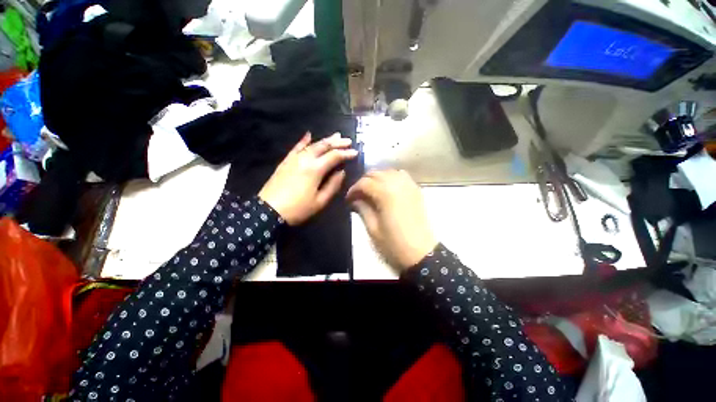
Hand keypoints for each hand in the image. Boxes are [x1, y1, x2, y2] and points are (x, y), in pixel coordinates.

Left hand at [259, 132, 357, 224]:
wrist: (268, 210)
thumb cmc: (298, 208)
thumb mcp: (320, 201)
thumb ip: (333, 185)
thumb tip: (342, 172)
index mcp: (315, 169)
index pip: (334, 156)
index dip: (346, 153)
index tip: (355, 152)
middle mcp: (305, 159)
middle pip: (323, 146)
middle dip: (337, 142)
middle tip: (348, 140)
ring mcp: (294, 159)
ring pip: (312, 145)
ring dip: (325, 140)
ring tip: (335, 135)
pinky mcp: (286, 161)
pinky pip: (296, 147)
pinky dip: (304, 140)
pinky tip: (309, 134)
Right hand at [346, 170, 436, 271]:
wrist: (422, 254)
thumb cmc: (394, 244)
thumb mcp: (373, 229)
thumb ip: (363, 209)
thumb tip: (355, 199)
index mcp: (386, 194)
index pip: (364, 183)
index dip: (353, 189)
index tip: (348, 199)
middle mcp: (398, 184)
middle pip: (376, 173)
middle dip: (364, 181)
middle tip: (358, 195)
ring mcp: (409, 186)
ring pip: (389, 171)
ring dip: (377, 177)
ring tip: (371, 190)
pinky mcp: (416, 190)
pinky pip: (402, 176)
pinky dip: (391, 177)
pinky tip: (387, 187)